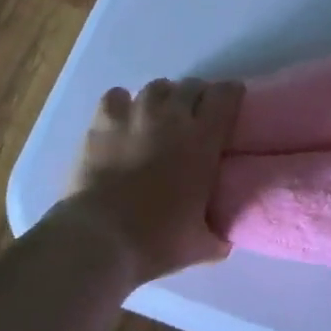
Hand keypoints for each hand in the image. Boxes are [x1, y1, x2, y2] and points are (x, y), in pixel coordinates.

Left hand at [66, 76, 244, 282]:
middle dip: (197, 97)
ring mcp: (135, 115)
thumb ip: (217, 236)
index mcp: (203, 140)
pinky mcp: (102, 122)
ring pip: (157, 87)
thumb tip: (225, 241)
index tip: (230, 106)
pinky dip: (123, 103)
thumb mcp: (200, 245)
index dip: (231, 95)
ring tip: (159, 116)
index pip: (225, 95)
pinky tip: (122, 119)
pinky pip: (117, 95)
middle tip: (195, 117)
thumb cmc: (156, 240)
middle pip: (191, 85)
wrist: (100, 239)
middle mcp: (172, 117)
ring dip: (163, 98)